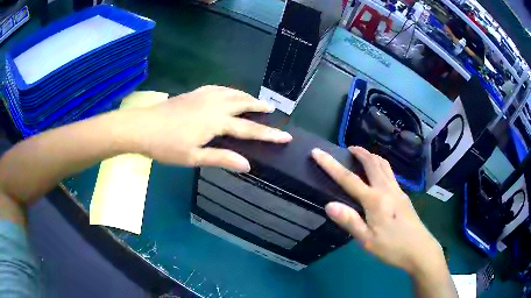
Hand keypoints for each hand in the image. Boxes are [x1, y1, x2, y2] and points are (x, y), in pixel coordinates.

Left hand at [121, 85, 291, 171]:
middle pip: (242, 103)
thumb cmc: (166, 146)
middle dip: (259, 106)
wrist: (142, 127)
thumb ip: (221, 159)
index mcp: (216, 122)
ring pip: (231, 92)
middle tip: (271, 109)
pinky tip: (227, 93)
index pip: (249, 129)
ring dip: (245, 96)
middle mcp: (213, 105)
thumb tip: (247, 165)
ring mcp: (203, 96)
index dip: (269, 134)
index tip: (286, 136)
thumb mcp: (193, 157)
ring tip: (253, 100)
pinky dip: (229, 90)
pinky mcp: (193, 93)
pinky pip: (218, 88)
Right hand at [311, 146, 444, 274]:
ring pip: (385, 166)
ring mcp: (398, 191)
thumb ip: (349, 221)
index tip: (317, 152)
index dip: (330, 164)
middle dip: (359, 152)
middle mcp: (387, 189)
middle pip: (372, 163)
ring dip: (372, 156)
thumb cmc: (392, 247)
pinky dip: (381, 166)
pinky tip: (380, 175)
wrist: (420, 249)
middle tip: (349, 148)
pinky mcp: (404, 196)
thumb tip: (329, 205)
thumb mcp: (367, 240)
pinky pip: (391, 174)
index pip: (348, 179)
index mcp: (374, 200)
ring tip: (363, 155)